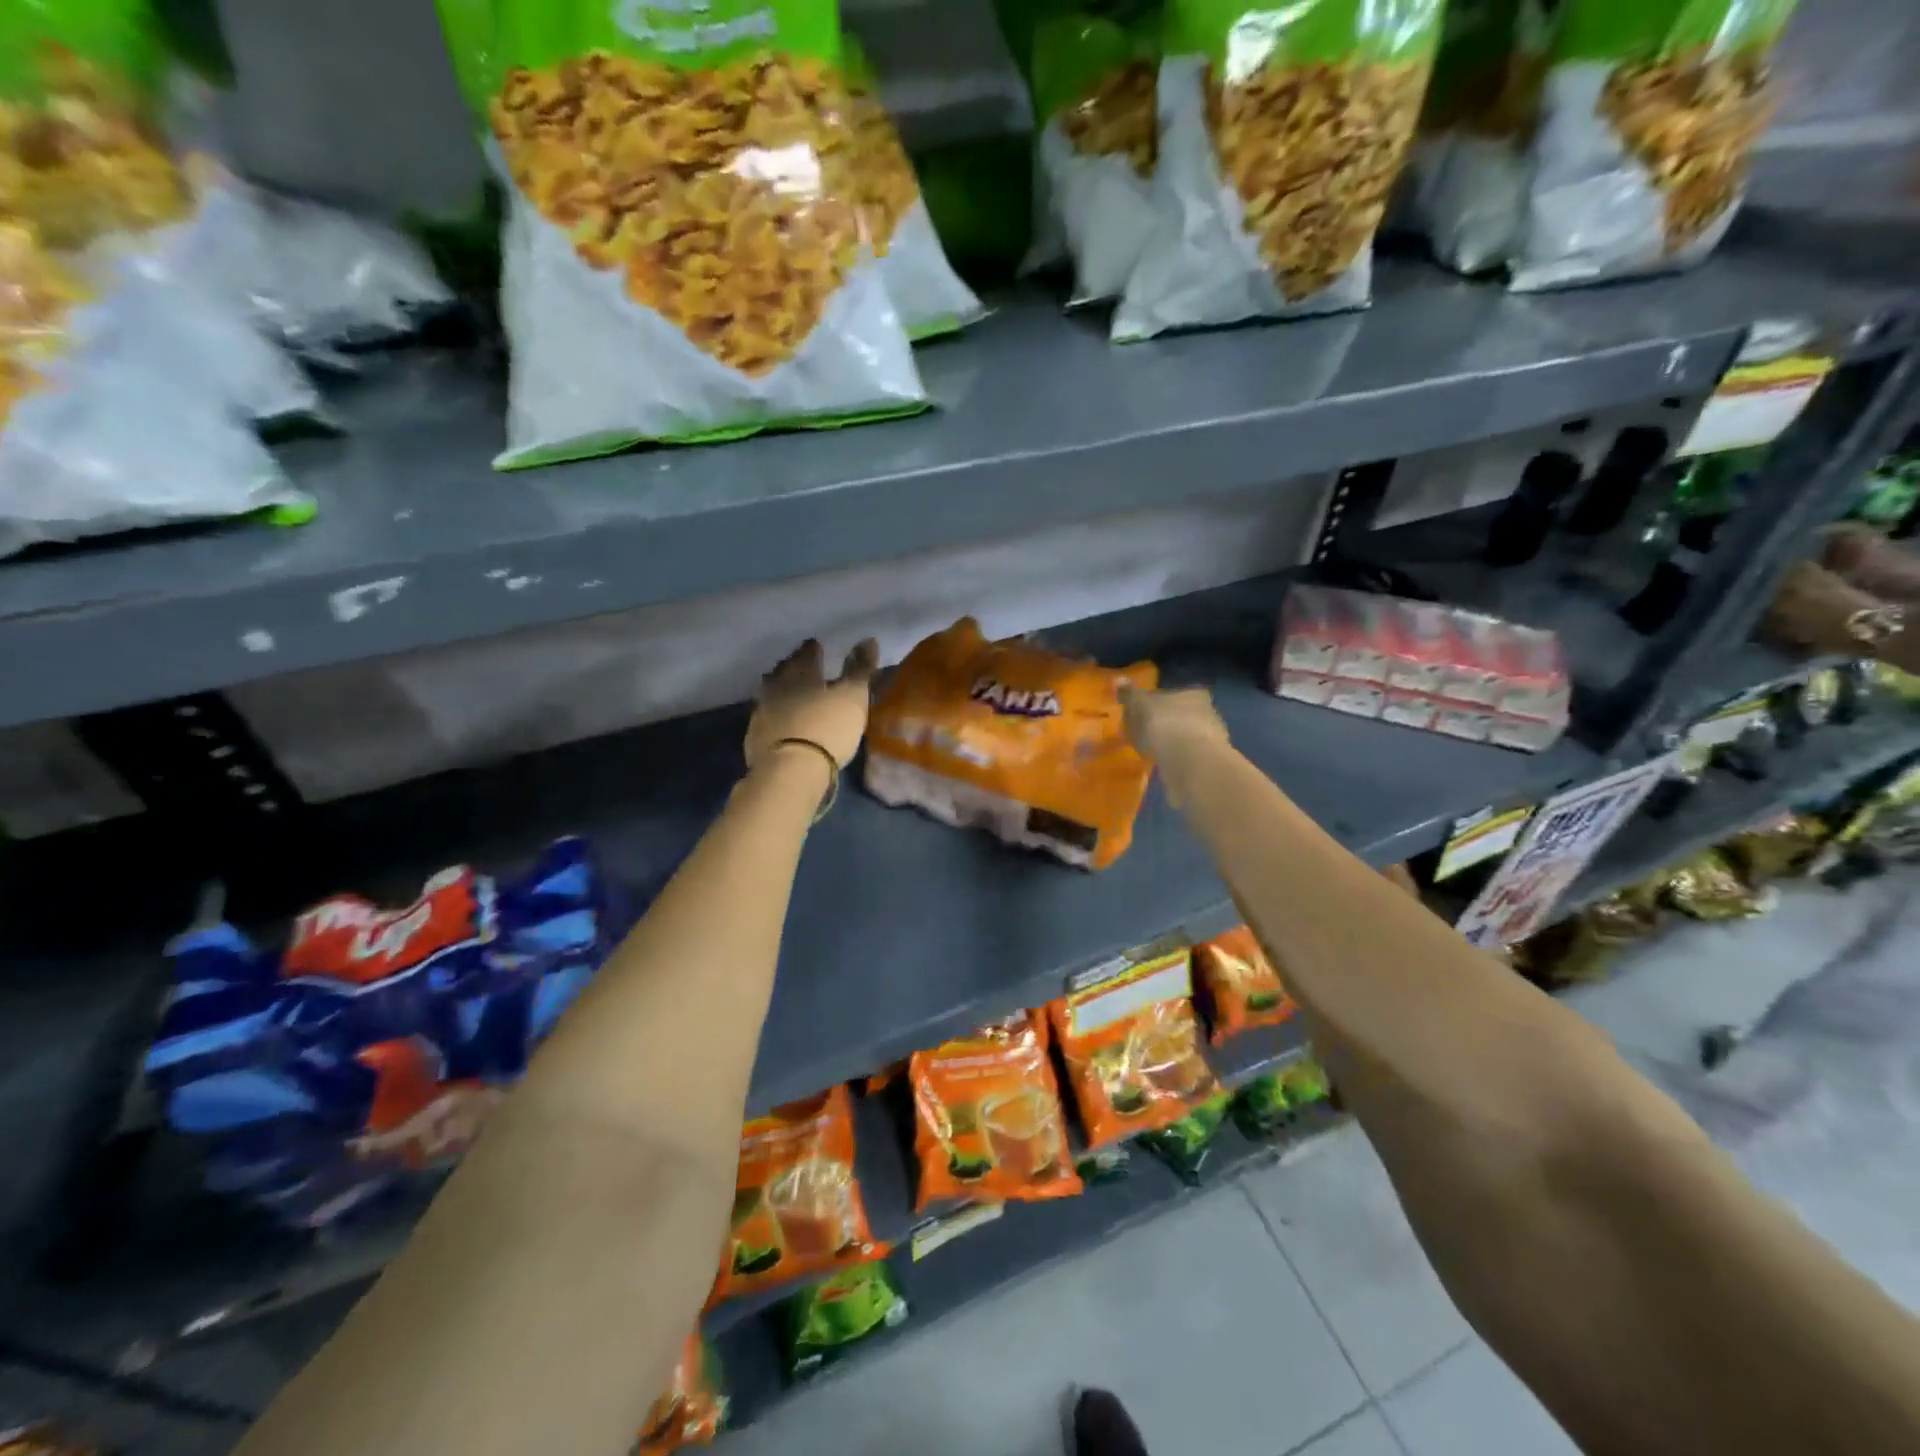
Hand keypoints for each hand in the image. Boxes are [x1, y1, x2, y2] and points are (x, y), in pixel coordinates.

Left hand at [745, 637, 879, 774]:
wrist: (791, 770)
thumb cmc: (828, 727)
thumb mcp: (853, 696)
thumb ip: (860, 669)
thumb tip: (868, 640)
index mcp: (801, 674)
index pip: (806, 654)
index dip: (812, 649)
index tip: (815, 644)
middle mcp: (777, 688)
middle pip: (783, 671)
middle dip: (791, 666)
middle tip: (798, 664)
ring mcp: (762, 713)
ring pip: (769, 693)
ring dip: (778, 689)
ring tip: (787, 691)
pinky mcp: (754, 738)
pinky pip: (765, 718)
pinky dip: (773, 715)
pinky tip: (779, 721)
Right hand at [1118, 684, 1229, 761]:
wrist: (1188, 760)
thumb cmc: (1162, 723)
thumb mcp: (1138, 704)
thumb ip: (1129, 694)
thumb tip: (1118, 680)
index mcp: (1193, 693)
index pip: (1176, 693)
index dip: (1158, 702)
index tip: (1144, 713)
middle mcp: (1208, 712)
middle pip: (1182, 715)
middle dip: (1166, 723)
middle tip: (1145, 733)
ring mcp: (1211, 739)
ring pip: (1186, 737)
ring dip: (1171, 743)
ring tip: (1151, 752)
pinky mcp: (1208, 763)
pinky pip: (1187, 757)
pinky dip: (1175, 760)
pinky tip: (1161, 765)